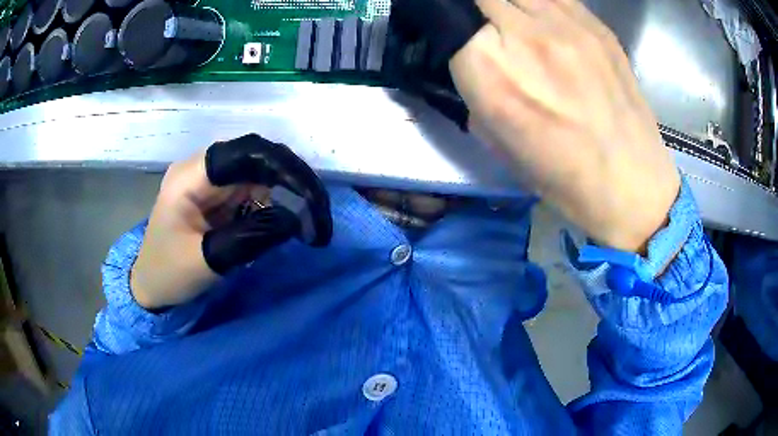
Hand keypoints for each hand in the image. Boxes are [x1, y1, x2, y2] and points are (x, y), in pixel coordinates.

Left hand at [131, 135, 324, 309]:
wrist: (151, 285)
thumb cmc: (169, 274)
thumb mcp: (206, 261)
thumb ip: (249, 238)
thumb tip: (294, 219)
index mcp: (189, 177)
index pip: (243, 154)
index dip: (281, 166)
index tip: (310, 196)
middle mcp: (201, 170)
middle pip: (255, 159)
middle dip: (289, 182)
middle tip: (317, 213)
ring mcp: (209, 181)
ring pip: (258, 174)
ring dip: (285, 195)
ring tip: (305, 225)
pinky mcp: (217, 196)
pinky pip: (252, 191)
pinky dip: (272, 206)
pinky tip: (282, 224)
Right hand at [449, 0, 679, 252]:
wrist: (632, 184)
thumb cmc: (563, 179)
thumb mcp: (498, 142)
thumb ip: (477, 90)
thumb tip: (472, 58)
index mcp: (491, 73)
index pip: (451, 21)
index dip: (453, 28)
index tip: (460, 37)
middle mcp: (526, 36)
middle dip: (478, 11)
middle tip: (489, 30)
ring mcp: (568, 25)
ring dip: (509, 5)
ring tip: (519, 25)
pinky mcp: (598, 26)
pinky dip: (542, 5)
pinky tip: (549, 25)